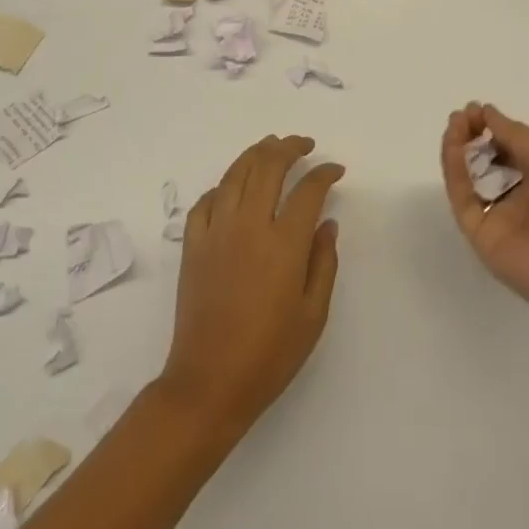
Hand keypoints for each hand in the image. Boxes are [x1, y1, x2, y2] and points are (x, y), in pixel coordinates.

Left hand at [157, 135, 343, 440]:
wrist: (209, 383)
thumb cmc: (270, 354)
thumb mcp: (313, 314)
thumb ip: (324, 263)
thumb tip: (326, 223)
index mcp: (284, 243)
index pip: (308, 190)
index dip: (325, 173)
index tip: (335, 169)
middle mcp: (249, 225)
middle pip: (269, 166)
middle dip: (290, 147)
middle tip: (305, 144)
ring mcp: (216, 231)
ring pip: (236, 173)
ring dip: (256, 153)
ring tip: (271, 146)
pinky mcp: (193, 245)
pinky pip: (206, 201)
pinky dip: (222, 186)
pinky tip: (232, 187)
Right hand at [440, 103, 528, 323]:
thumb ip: (515, 135)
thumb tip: (486, 112)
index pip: (512, 148)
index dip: (494, 127)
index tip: (477, 109)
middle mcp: (522, 197)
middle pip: (488, 162)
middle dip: (473, 136)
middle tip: (462, 116)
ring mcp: (499, 217)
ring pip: (470, 178)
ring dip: (459, 149)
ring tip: (454, 125)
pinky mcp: (481, 235)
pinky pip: (463, 198)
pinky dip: (455, 171)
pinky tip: (455, 147)